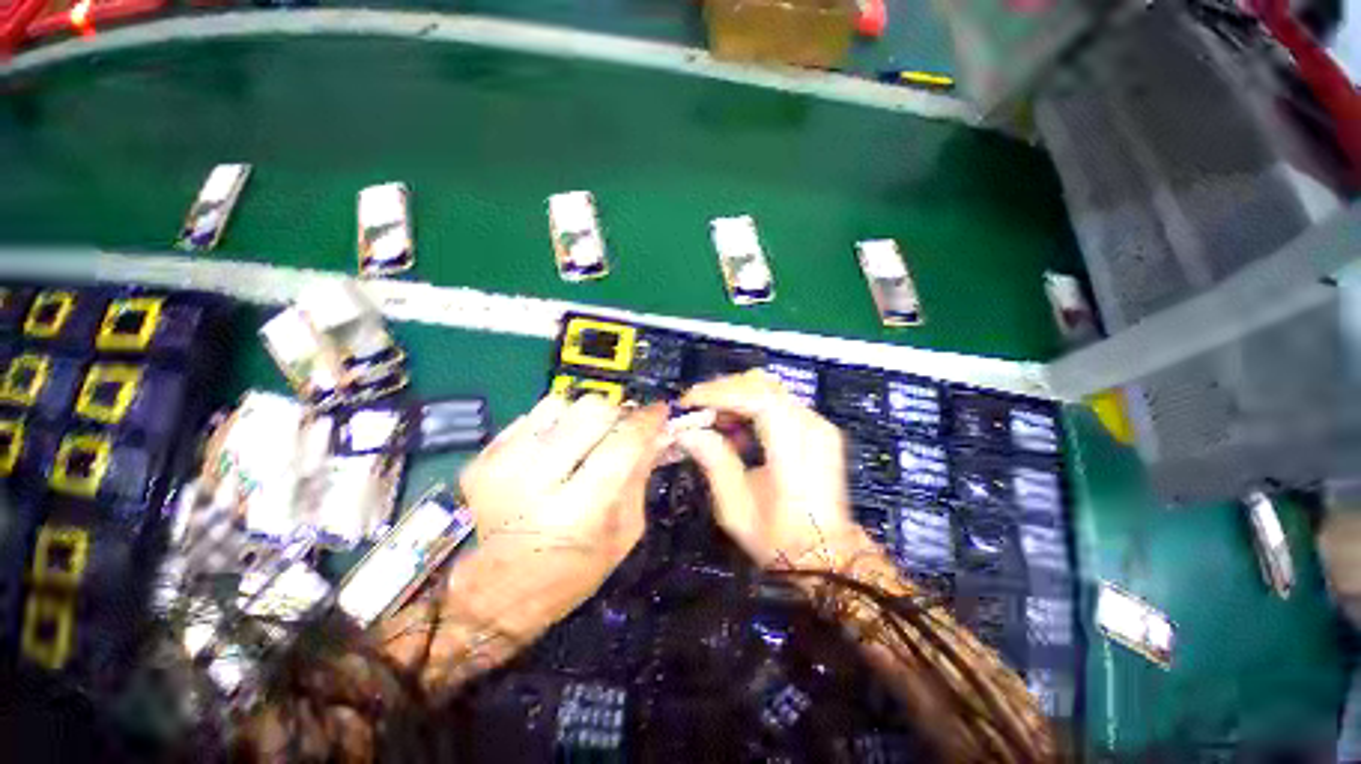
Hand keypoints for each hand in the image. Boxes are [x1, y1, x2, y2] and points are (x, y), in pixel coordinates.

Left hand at [461, 393, 667, 584]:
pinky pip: (532, 416)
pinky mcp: (483, 459)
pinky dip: (554, 425)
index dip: (646, 420)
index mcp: (579, 511)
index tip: (659, 410)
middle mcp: (536, 482)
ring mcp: (502, 466)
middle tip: (621, 428)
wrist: (502, 590)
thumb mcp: (625, 531)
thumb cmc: (576, 568)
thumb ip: (641, 475)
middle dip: (616, 414)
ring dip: (582, 417)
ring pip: (560, 404)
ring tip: (586, 439)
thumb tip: (658, 432)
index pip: (622, 443)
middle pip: (590, 411)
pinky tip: (555, 450)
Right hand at [677, 369, 870, 570]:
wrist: (827, 555)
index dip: (719, 393)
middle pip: (762, 384)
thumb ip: (713, 461)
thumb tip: (686, 431)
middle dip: (722, 391)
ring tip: (711, 420)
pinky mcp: (817, 427)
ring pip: (769, 388)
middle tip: (695, 410)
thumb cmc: (779, 538)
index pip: (757, 397)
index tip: (688, 403)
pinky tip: (735, 428)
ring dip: (734, 397)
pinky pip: (777, 401)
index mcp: (795, 447)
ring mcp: (818, 423)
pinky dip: (750, 406)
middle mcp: (812, 425)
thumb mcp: (736, 507)